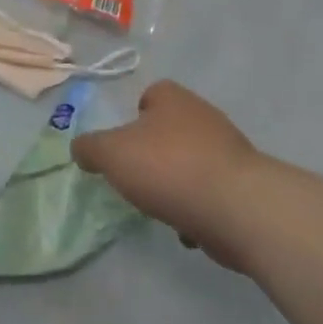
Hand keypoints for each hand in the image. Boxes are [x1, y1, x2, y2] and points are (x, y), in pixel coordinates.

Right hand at [73, 80, 259, 271]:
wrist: (237, 207)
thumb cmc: (168, 167)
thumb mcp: (112, 154)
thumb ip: (91, 148)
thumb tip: (81, 148)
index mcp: (172, 97)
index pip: (150, 95)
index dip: (133, 118)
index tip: (123, 145)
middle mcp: (202, 115)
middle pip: (169, 131)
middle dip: (153, 155)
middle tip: (136, 178)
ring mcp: (227, 149)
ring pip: (190, 163)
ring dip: (175, 185)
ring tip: (160, 208)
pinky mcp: (242, 184)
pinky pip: (210, 193)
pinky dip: (197, 210)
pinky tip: (187, 228)